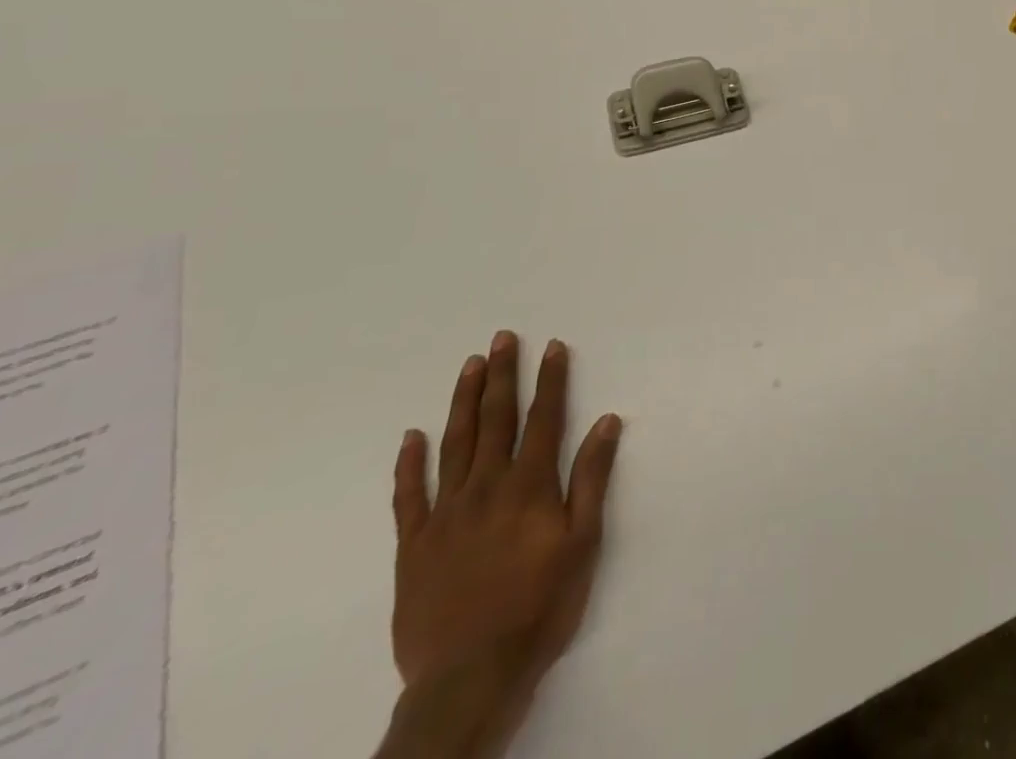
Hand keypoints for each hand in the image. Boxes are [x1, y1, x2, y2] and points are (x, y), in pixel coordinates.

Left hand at [389, 332, 622, 743]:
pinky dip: (410, 464)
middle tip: (502, 338)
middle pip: (496, 419)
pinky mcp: (414, 546)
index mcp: (529, 486)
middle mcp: (486, 488)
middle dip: (503, 375)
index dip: (551, 380)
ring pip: (454, 444)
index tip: (552, 346)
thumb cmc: (540, 607)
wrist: (469, 678)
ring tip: (470, 366)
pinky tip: (412, 436)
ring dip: (463, 401)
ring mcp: (445, 514)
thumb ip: (592, 478)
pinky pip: (409, 496)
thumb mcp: (584, 543)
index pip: (544, 418)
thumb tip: (606, 420)